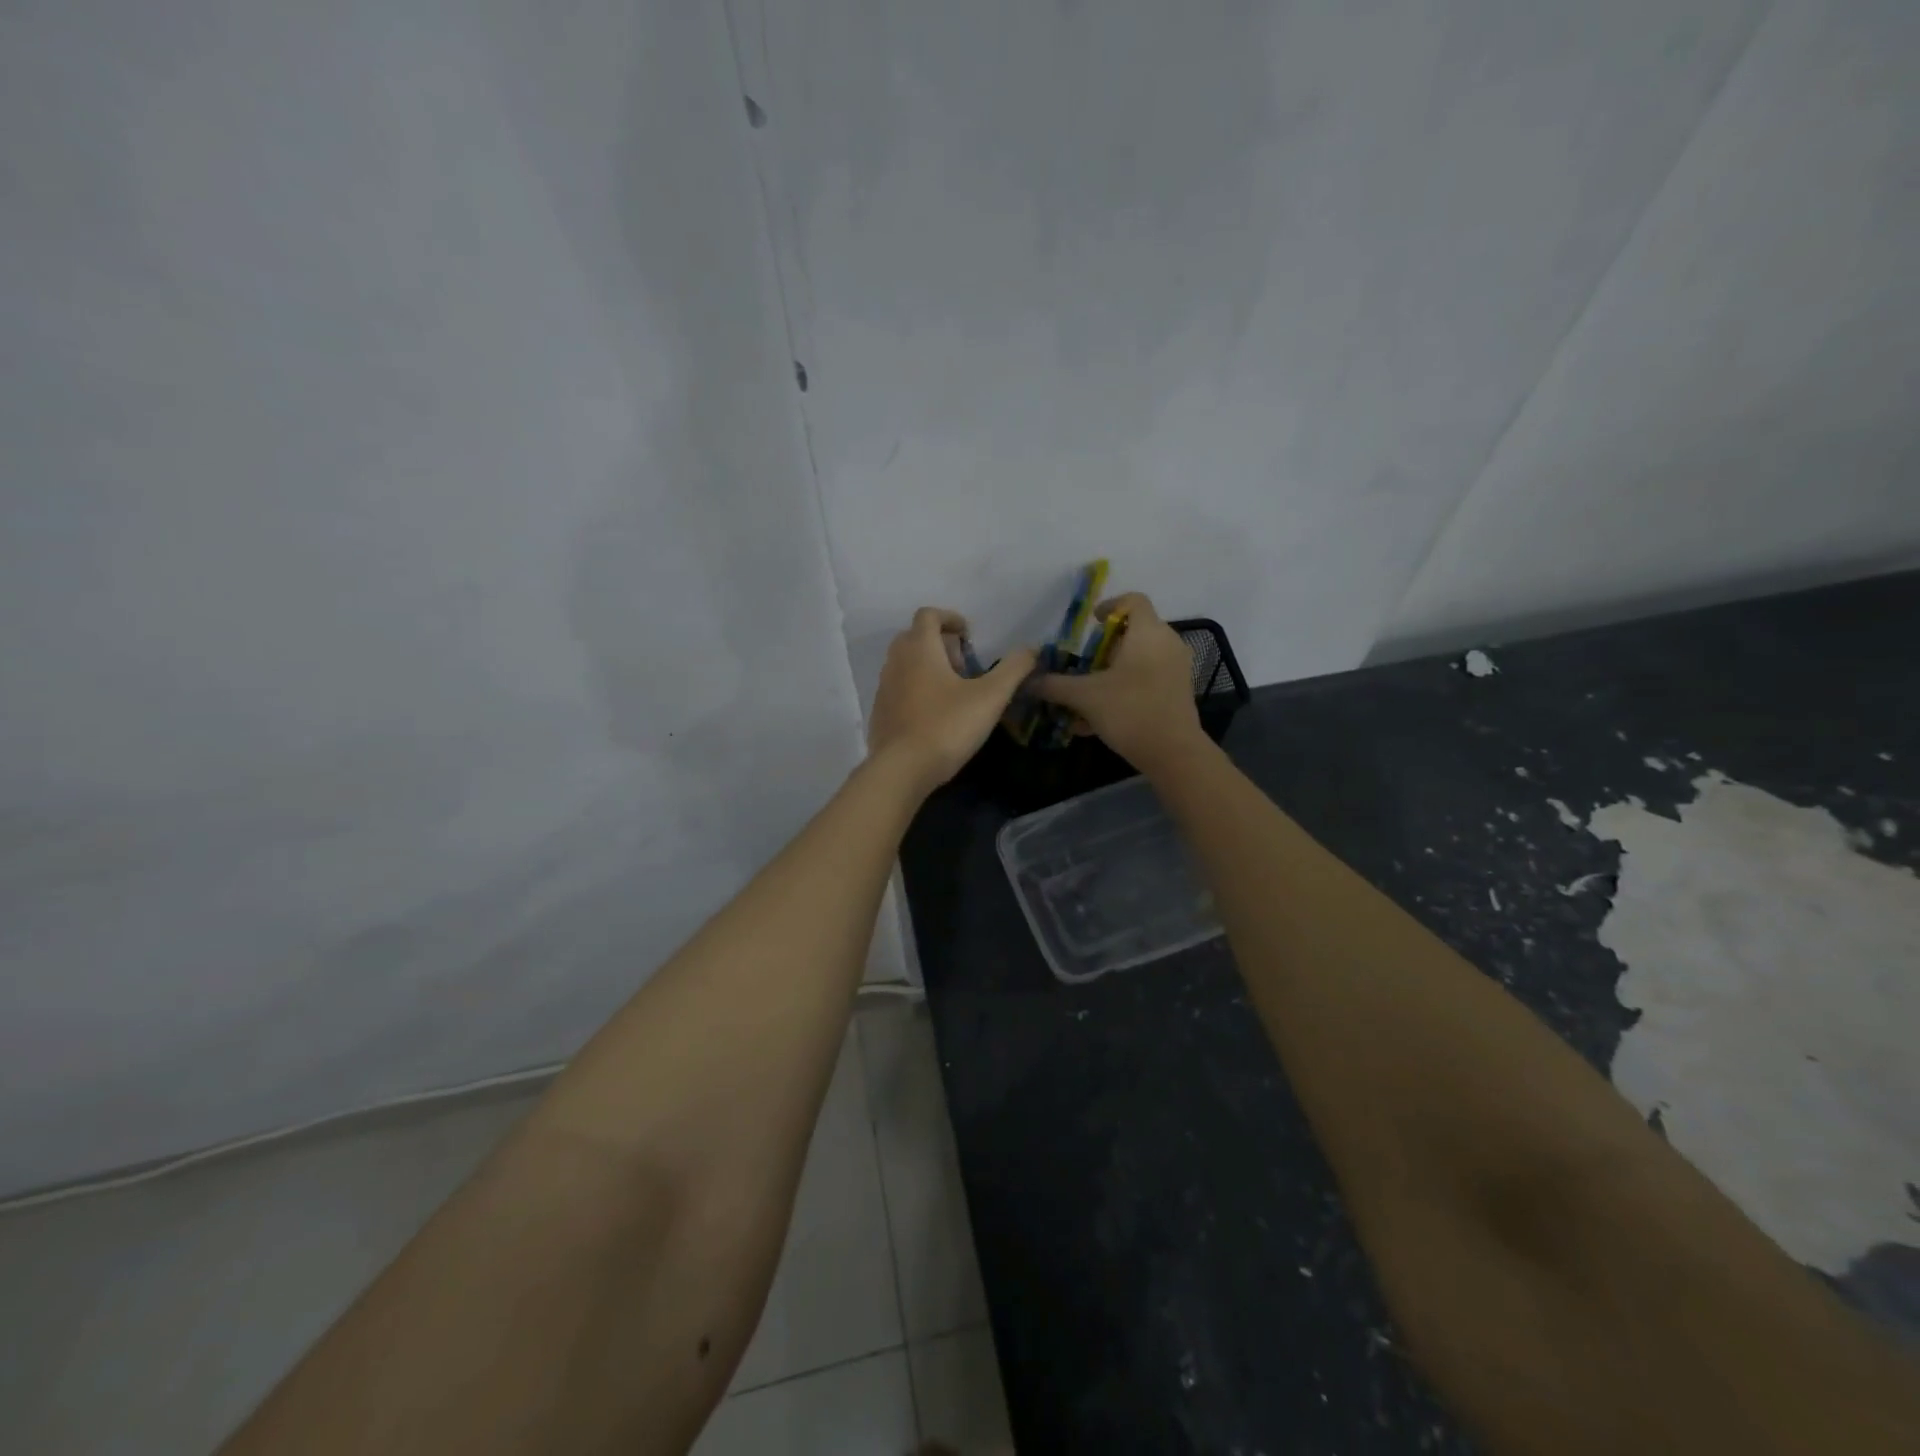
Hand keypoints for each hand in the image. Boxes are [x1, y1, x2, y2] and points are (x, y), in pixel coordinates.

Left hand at [868, 608, 1036, 791]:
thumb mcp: (991, 697)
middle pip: (914, 637)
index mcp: (920, 648)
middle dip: (939, 644)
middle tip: (963, 666)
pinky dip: (915, 689)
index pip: (928, 615)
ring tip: (952, 691)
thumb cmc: (947, 726)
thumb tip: (1032, 649)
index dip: (950, 618)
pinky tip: (934, 714)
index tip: (969, 636)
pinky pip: (898, 688)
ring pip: (904, 663)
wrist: (902, 769)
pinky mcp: (880, 712)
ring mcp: (884, 687)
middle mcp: (896, 661)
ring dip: (927, 667)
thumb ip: (1014, 669)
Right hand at [1032, 593, 1204, 772]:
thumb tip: (1029, 681)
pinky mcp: (1178, 691)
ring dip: (1113, 670)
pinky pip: (1148, 678)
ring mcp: (1176, 668)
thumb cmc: (1129, 711)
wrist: (1173, 753)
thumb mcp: (1085, 697)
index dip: (1110, 605)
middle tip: (1084, 661)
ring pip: (1141, 658)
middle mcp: (1167, 643)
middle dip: (1106, 645)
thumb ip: (1055, 686)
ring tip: (1088, 692)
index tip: (1091, 622)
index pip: (1133, 600)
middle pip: (1136, 630)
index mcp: (1147, 633)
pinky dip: (1126, 687)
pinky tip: (1099, 718)